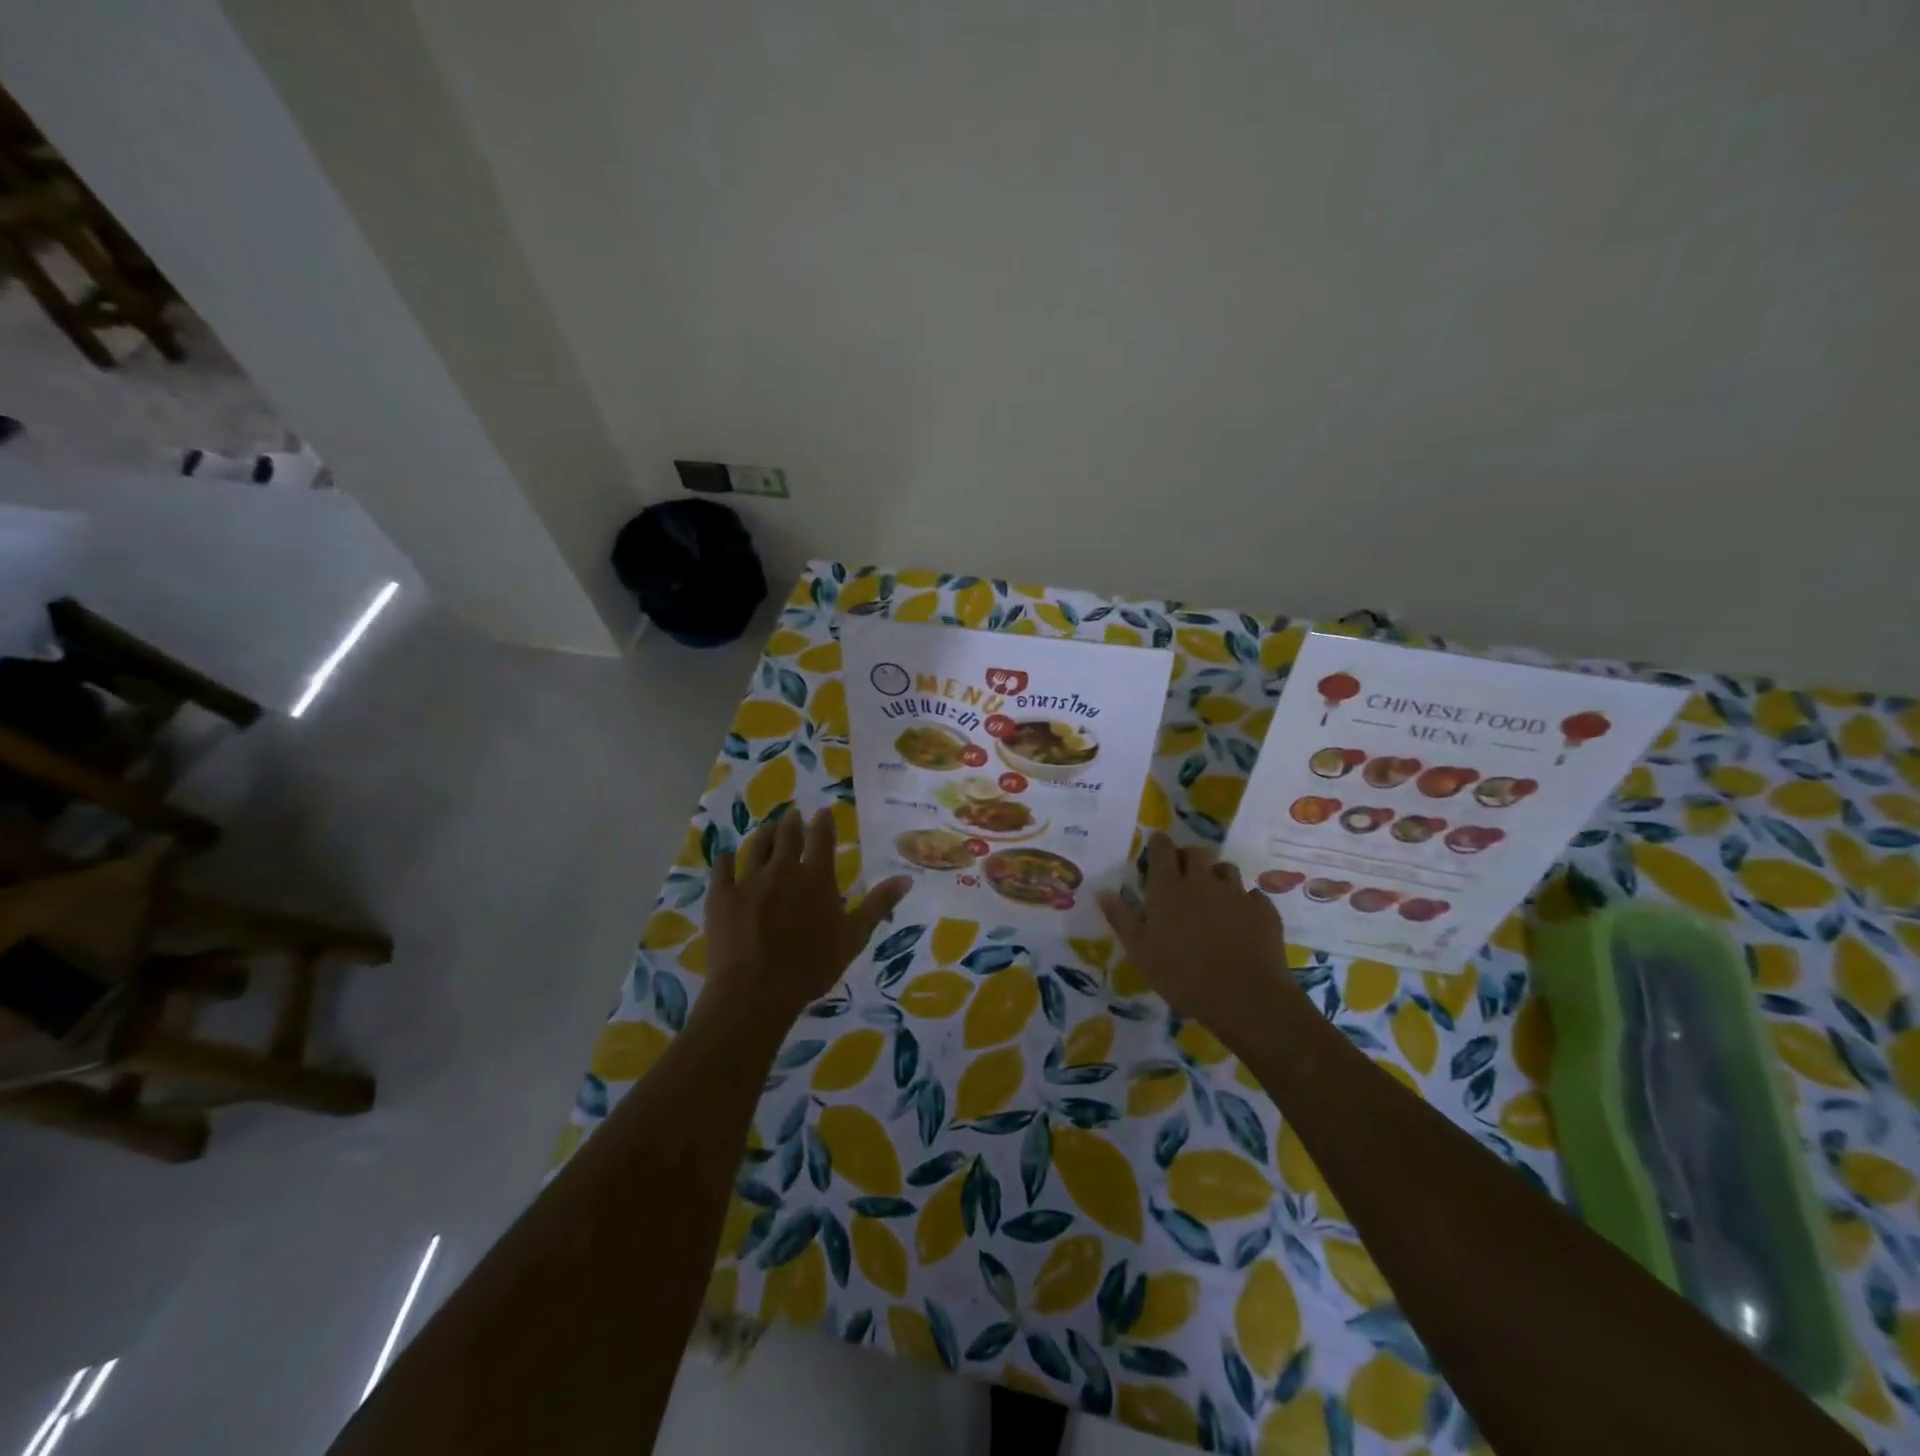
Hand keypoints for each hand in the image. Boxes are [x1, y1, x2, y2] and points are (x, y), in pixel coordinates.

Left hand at [706, 806, 911, 1026]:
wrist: (755, 992)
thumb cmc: (811, 967)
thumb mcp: (854, 937)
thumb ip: (878, 905)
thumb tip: (906, 878)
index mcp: (816, 877)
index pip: (821, 838)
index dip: (823, 822)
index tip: (823, 812)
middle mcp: (783, 870)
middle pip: (787, 835)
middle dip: (792, 822)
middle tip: (793, 815)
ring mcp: (749, 881)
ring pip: (756, 846)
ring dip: (764, 834)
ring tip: (768, 828)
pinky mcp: (721, 896)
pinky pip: (721, 868)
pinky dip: (725, 859)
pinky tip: (726, 856)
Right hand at [1097, 833, 1300, 1041]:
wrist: (1245, 997)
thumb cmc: (1182, 976)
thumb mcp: (1140, 952)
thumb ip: (1122, 919)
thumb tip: (1102, 892)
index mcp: (1168, 888)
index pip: (1162, 849)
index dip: (1159, 845)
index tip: (1157, 849)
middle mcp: (1202, 881)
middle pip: (1196, 852)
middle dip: (1188, 858)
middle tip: (1183, 876)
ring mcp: (1236, 893)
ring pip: (1226, 869)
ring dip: (1217, 877)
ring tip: (1213, 898)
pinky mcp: (1263, 909)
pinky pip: (1252, 895)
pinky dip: (1245, 902)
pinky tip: (1241, 921)